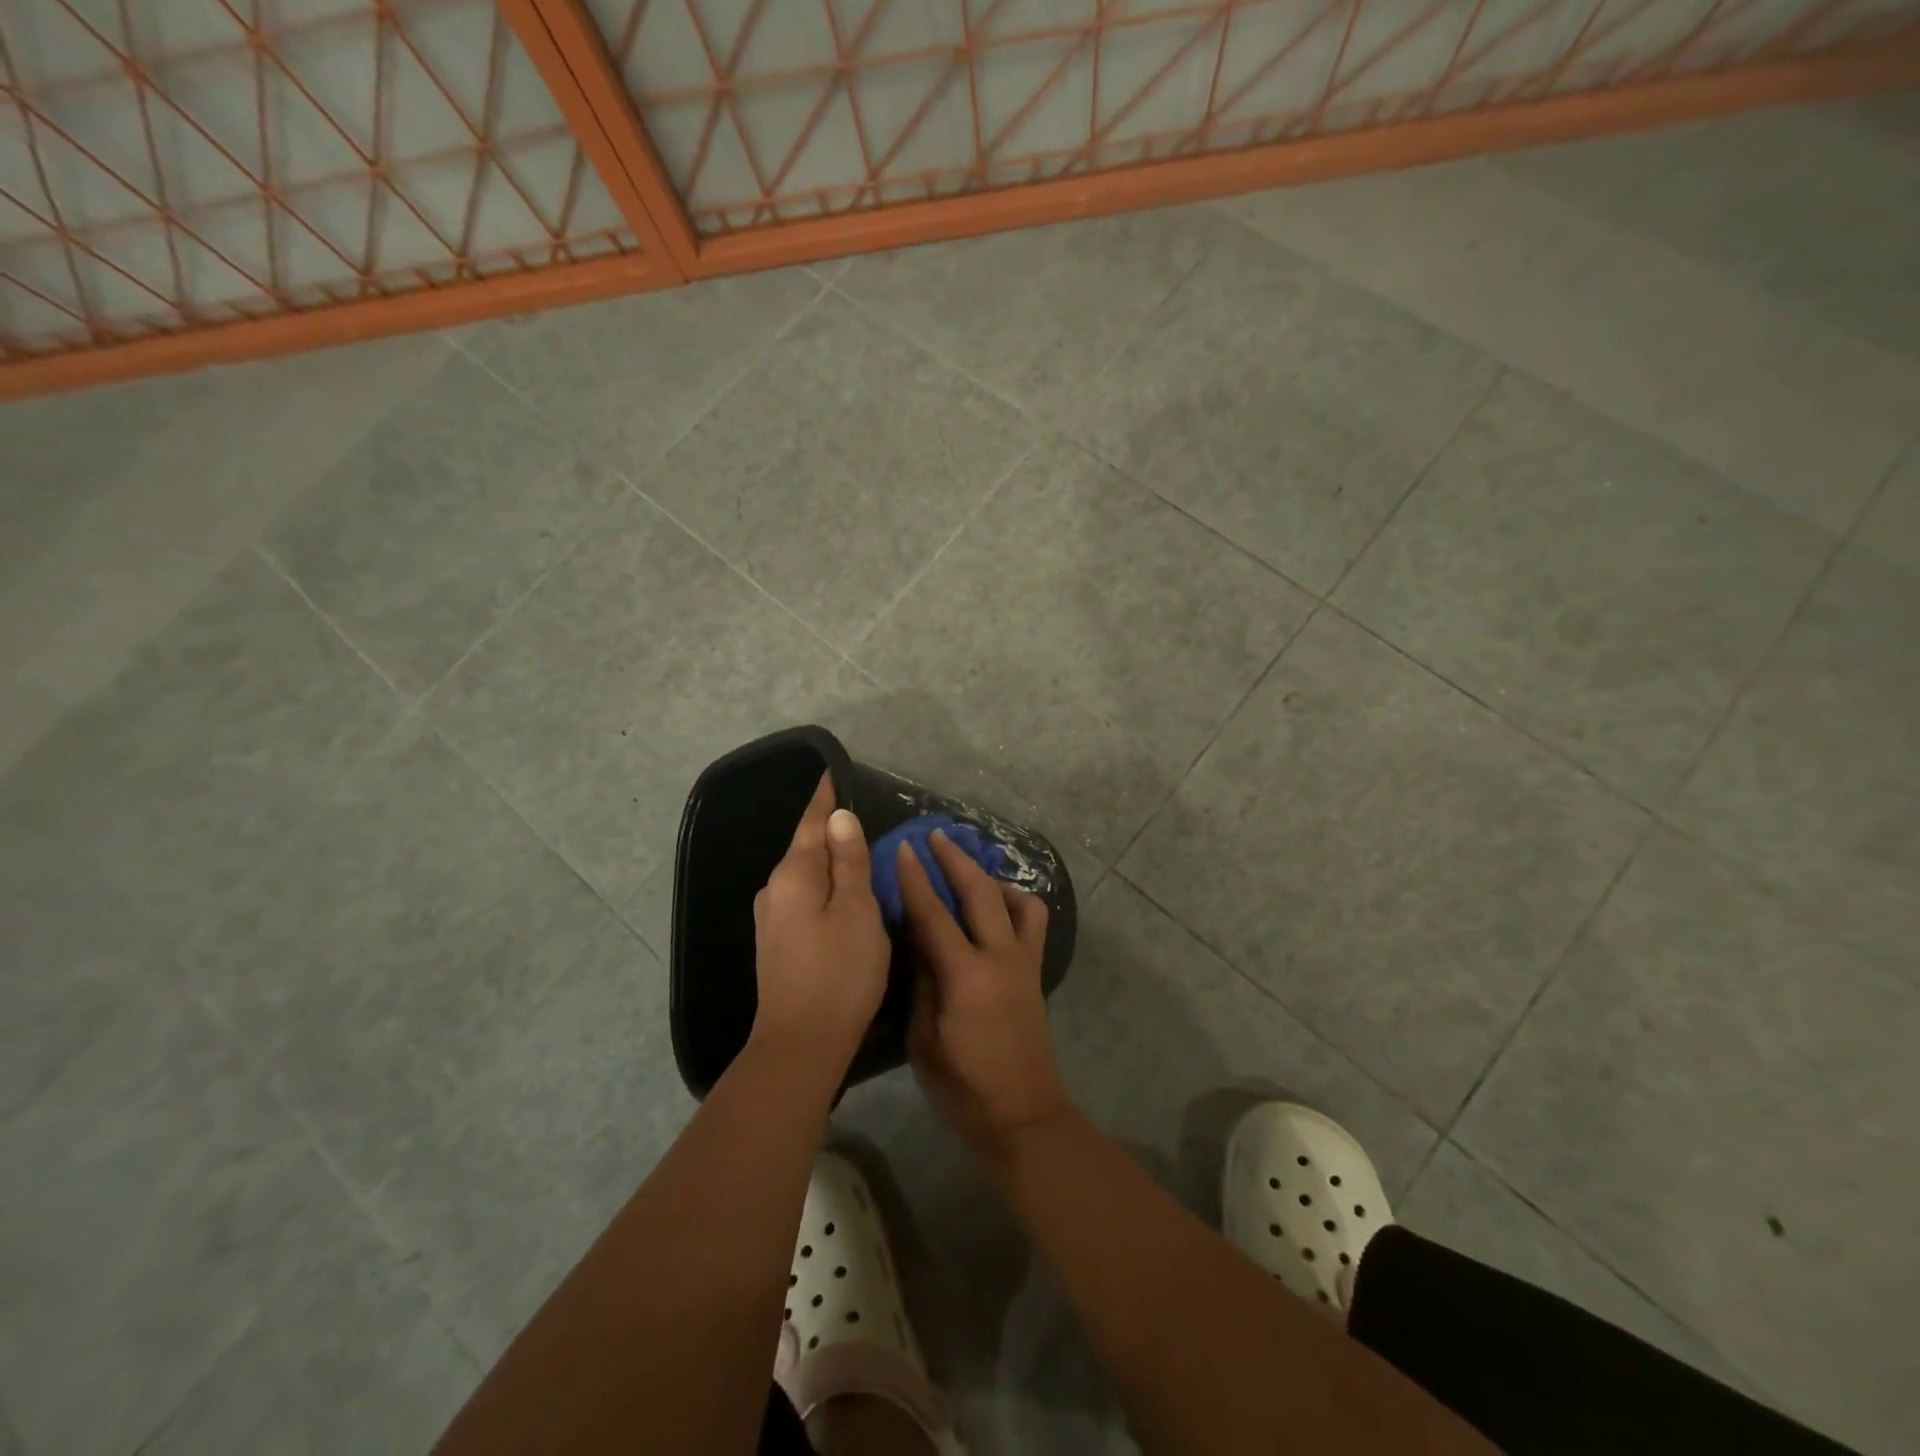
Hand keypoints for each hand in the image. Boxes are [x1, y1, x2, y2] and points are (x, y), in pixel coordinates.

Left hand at [752, 774, 889, 1059]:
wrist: (801, 1044)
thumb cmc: (839, 972)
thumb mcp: (857, 910)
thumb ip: (849, 861)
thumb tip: (839, 817)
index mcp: (794, 875)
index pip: (811, 822)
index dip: (825, 797)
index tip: (834, 772)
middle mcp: (775, 889)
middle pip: (806, 847)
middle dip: (830, 828)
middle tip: (860, 811)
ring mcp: (772, 918)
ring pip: (806, 874)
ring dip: (829, 859)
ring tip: (858, 849)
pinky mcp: (777, 942)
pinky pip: (804, 897)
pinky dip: (825, 886)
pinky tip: (842, 893)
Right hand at [898, 831, 1068, 1162]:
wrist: (1021, 1115)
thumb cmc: (962, 1086)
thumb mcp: (924, 1037)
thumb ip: (923, 981)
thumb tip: (918, 938)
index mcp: (965, 976)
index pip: (934, 913)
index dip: (915, 878)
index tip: (904, 847)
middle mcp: (1000, 958)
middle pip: (980, 892)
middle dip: (956, 859)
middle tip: (936, 836)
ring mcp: (1024, 963)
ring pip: (1018, 901)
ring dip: (992, 877)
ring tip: (969, 873)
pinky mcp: (1035, 972)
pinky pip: (1031, 923)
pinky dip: (1014, 904)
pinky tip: (994, 910)